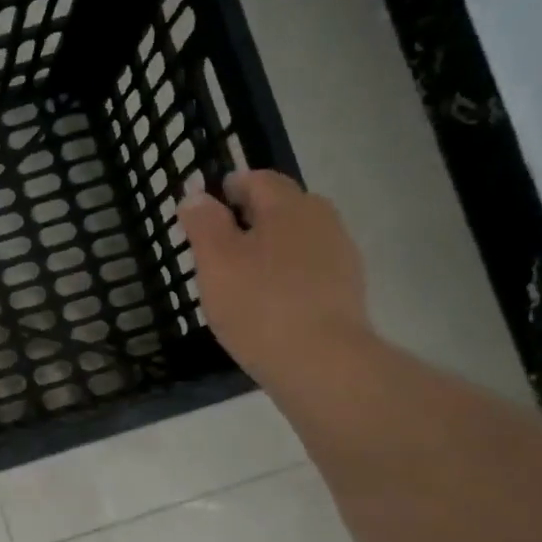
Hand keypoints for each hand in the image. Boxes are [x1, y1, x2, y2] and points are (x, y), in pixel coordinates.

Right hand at [177, 170, 372, 385]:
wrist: (320, 361)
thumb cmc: (258, 304)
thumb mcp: (216, 261)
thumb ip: (204, 224)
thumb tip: (196, 195)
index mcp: (289, 206)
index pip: (258, 180)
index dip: (230, 187)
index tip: (207, 205)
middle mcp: (322, 220)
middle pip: (282, 207)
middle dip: (251, 217)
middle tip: (218, 242)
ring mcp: (339, 256)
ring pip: (296, 240)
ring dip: (269, 248)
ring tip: (240, 275)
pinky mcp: (345, 291)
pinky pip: (308, 270)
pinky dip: (286, 275)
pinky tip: (267, 301)